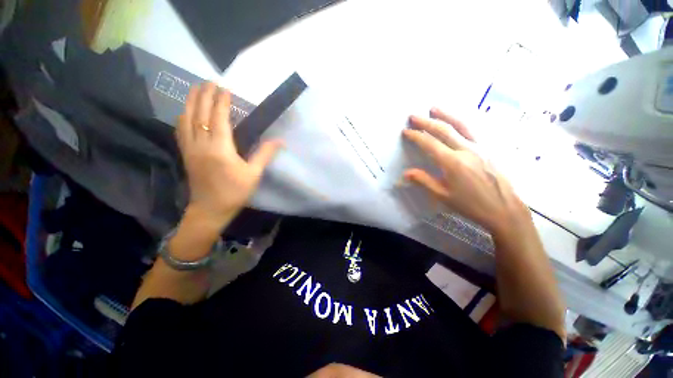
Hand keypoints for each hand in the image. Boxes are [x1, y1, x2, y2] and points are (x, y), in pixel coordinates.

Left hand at [177, 82, 281, 227]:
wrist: (211, 209)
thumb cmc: (235, 192)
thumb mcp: (254, 174)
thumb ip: (264, 155)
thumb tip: (280, 141)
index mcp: (220, 149)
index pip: (219, 119)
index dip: (221, 102)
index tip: (225, 88)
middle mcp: (201, 145)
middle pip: (200, 114)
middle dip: (204, 95)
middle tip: (209, 81)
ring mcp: (190, 149)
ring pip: (186, 119)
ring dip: (191, 102)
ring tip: (196, 89)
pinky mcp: (186, 154)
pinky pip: (181, 130)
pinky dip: (183, 117)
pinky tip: (186, 112)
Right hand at [403, 108, 529, 235]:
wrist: (504, 209)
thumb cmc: (471, 205)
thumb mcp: (443, 196)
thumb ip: (424, 181)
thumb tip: (406, 173)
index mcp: (453, 162)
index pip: (430, 144)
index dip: (416, 136)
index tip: (406, 131)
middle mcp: (467, 150)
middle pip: (444, 130)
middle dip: (426, 122)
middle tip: (414, 116)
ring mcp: (481, 147)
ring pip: (461, 125)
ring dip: (446, 115)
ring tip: (435, 108)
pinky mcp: (490, 148)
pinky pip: (474, 130)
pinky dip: (462, 122)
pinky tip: (458, 120)